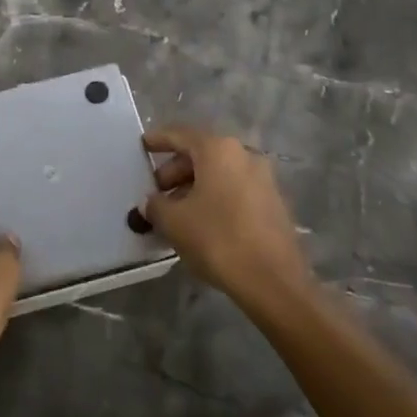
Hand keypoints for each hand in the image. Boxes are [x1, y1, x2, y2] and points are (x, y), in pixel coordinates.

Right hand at [141, 126, 311, 310]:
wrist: (274, 281)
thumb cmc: (218, 239)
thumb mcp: (174, 222)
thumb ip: (155, 205)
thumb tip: (150, 202)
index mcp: (218, 149)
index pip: (180, 135)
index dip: (158, 139)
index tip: (142, 145)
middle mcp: (243, 154)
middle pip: (201, 154)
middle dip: (175, 171)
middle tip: (156, 192)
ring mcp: (262, 178)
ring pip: (219, 173)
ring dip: (194, 187)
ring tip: (175, 212)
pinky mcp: (273, 202)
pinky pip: (234, 189)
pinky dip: (214, 197)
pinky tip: (201, 222)